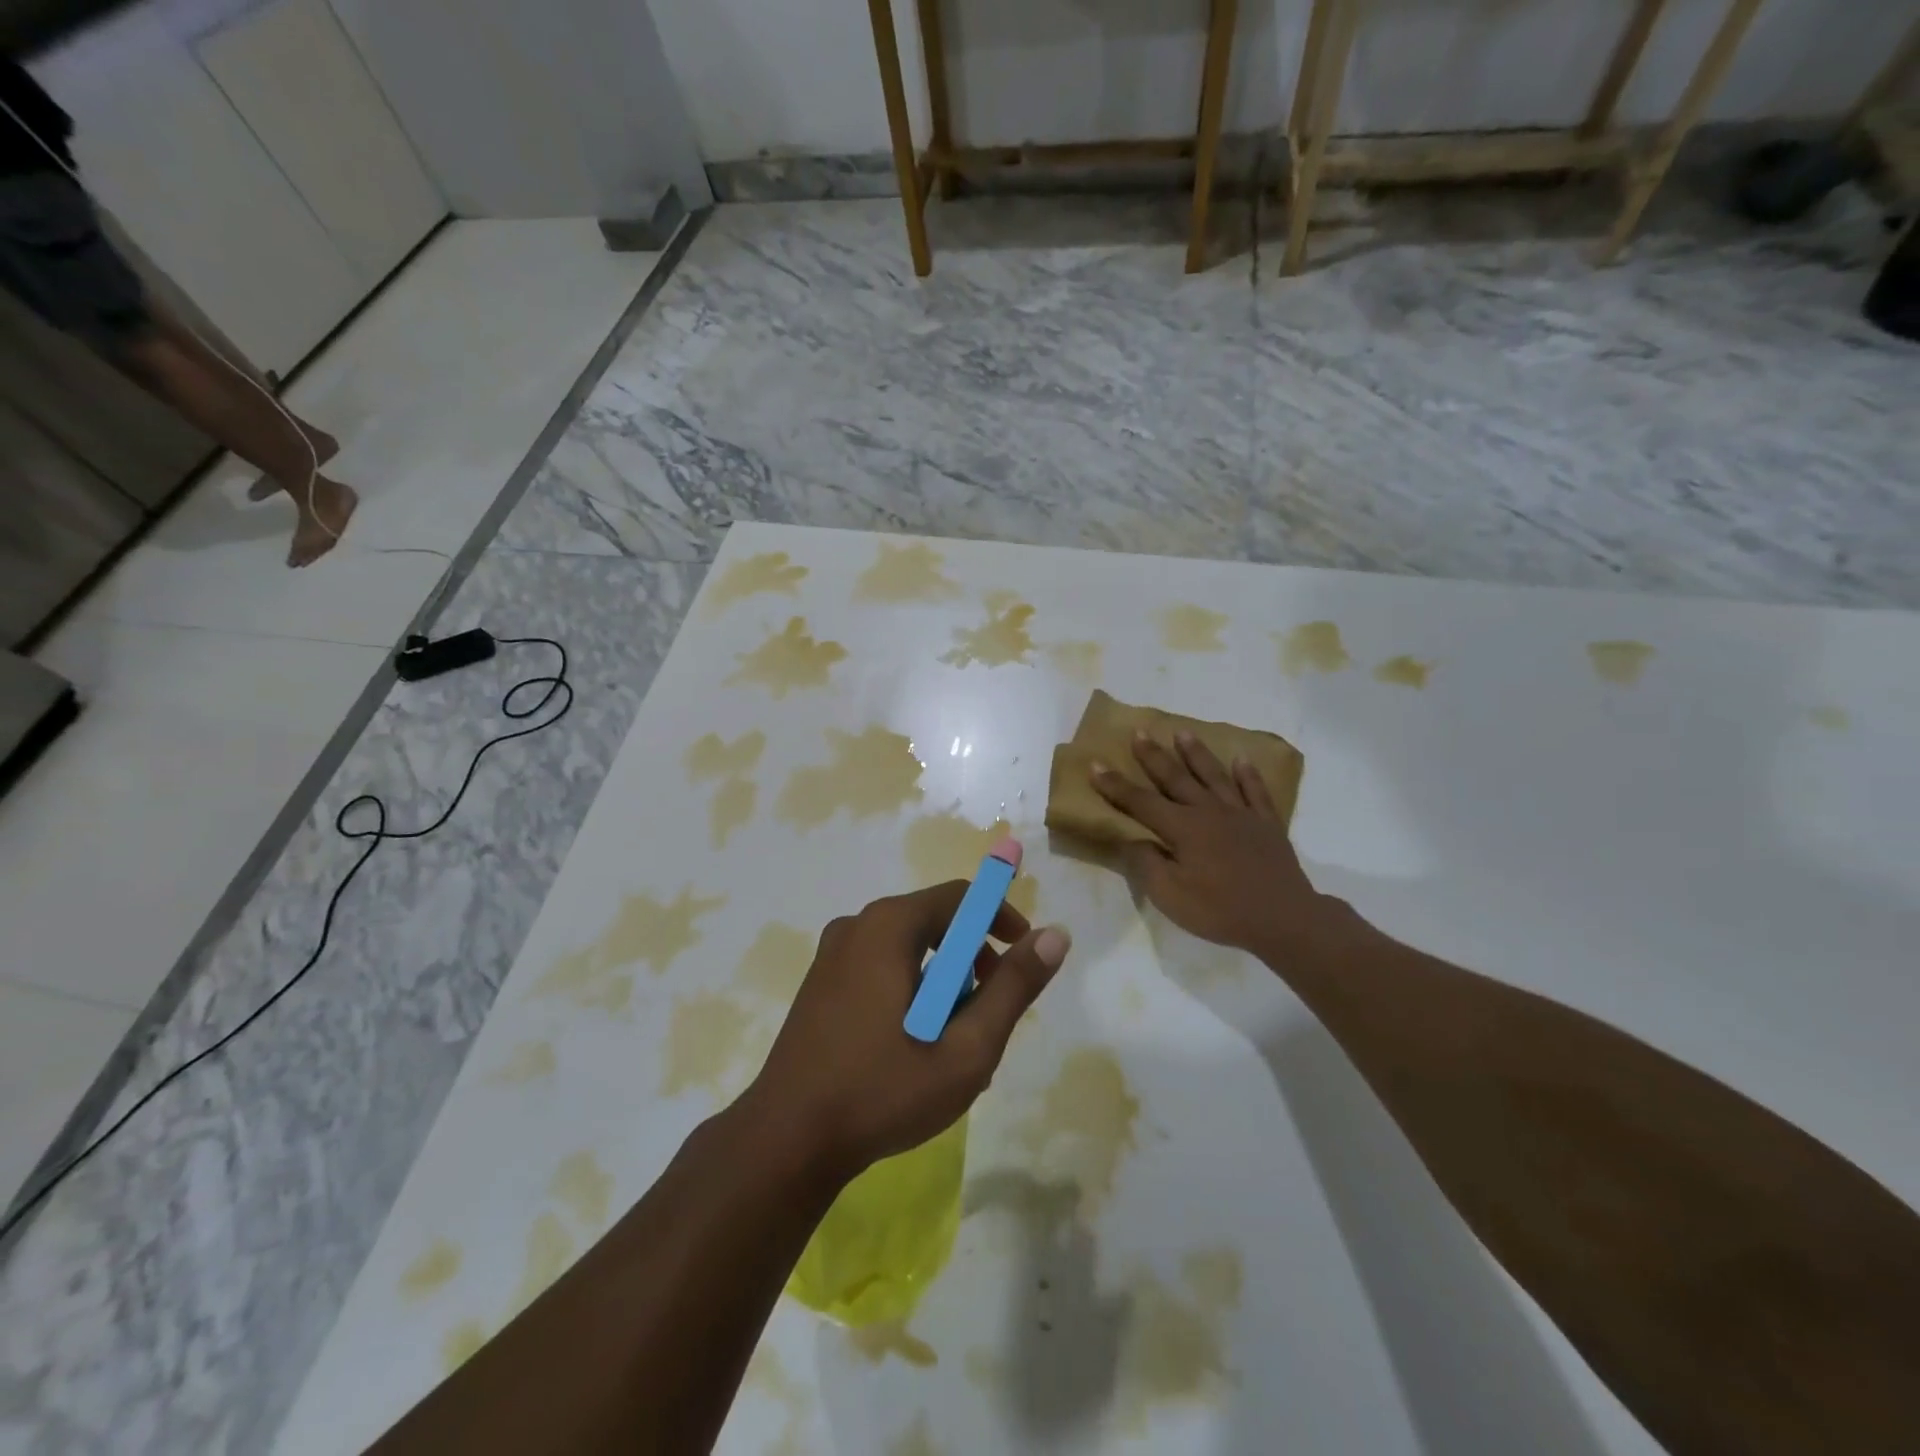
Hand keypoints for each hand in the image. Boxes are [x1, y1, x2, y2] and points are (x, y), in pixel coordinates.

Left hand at [745, 885, 1071, 1178]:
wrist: (786, 1141)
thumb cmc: (882, 1090)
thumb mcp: (966, 1047)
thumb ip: (1014, 987)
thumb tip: (1055, 936)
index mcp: (888, 926)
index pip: (960, 897)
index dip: (1001, 919)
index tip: (1023, 958)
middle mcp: (857, 926)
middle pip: (934, 923)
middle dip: (973, 961)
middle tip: (991, 1013)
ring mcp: (832, 956)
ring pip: (909, 951)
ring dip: (943, 985)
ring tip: (956, 1044)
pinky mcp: (821, 985)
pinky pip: (881, 970)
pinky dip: (911, 994)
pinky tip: (916, 1049)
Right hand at [1093, 731, 1339, 957]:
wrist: (1283, 919)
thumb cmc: (1219, 910)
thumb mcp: (1169, 895)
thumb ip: (1146, 863)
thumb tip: (1132, 839)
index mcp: (1182, 828)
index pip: (1140, 802)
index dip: (1115, 785)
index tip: (1096, 764)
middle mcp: (1209, 811)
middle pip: (1176, 778)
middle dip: (1154, 756)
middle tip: (1139, 732)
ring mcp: (1241, 814)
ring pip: (1213, 776)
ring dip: (1196, 754)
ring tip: (1182, 733)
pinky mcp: (1267, 824)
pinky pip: (1255, 791)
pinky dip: (1247, 774)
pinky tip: (1242, 760)